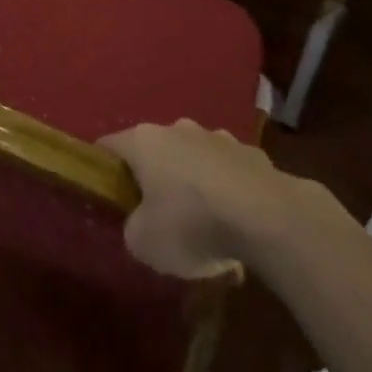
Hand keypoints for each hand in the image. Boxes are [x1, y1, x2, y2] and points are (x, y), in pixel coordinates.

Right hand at [100, 119, 338, 279]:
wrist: (270, 218)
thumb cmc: (193, 224)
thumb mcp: (143, 243)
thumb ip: (132, 229)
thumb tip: (140, 224)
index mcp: (144, 141)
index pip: (108, 146)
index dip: (102, 171)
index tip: (105, 197)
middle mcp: (178, 129)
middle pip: (154, 151)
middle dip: (153, 179)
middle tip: (156, 217)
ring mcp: (218, 137)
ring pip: (193, 160)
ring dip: (193, 184)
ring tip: (203, 226)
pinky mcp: (253, 154)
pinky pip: (228, 173)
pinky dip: (226, 193)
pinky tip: (236, 226)